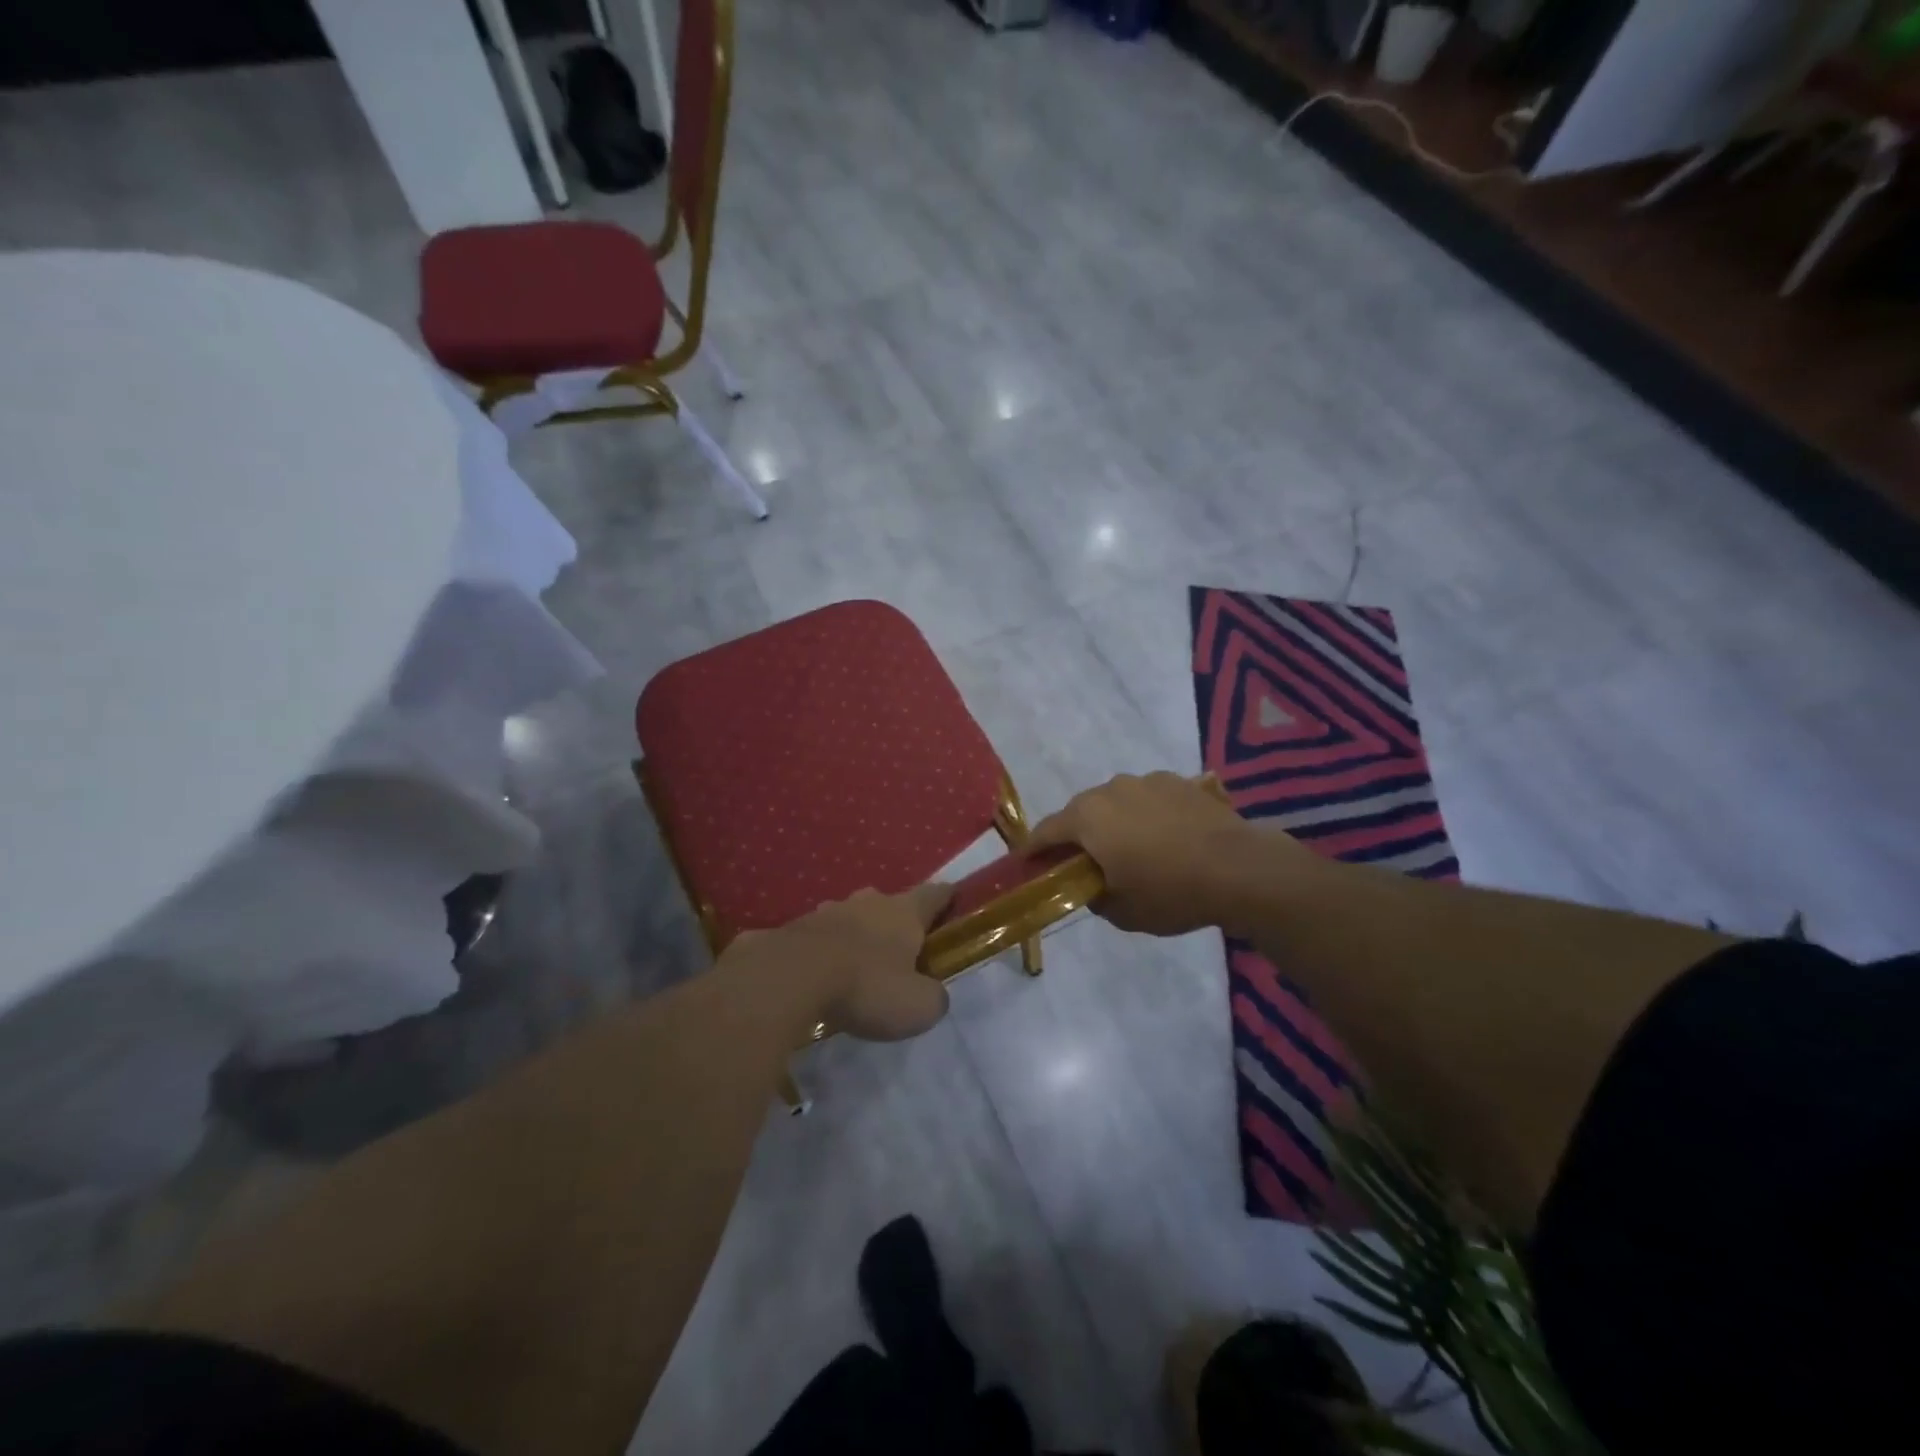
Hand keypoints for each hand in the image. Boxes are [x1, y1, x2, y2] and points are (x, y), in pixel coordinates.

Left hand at [722, 883, 954, 1041]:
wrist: (791, 977)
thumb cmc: (867, 986)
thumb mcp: (917, 1006)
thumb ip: (933, 997)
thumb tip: (932, 993)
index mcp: (904, 912)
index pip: (935, 894)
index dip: (947, 898)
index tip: (954, 898)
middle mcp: (868, 903)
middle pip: (889, 904)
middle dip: (895, 922)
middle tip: (899, 950)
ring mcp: (828, 911)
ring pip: (850, 918)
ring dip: (856, 935)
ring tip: (855, 965)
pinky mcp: (793, 928)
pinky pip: (817, 937)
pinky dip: (823, 951)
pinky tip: (817, 976)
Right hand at [1028, 772, 1268, 935]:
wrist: (1240, 868)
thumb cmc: (1172, 892)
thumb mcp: (1123, 912)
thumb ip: (1095, 897)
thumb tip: (1093, 886)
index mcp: (1088, 818)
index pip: (1046, 831)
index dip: (1033, 849)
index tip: (1026, 863)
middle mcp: (1111, 790)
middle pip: (1080, 812)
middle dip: (1075, 835)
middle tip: (1081, 861)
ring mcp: (1147, 781)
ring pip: (1115, 801)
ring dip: (1113, 822)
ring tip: (1130, 848)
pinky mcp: (1178, 781)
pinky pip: (1147, 798)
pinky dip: (1145, 815)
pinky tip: (1164, 837)